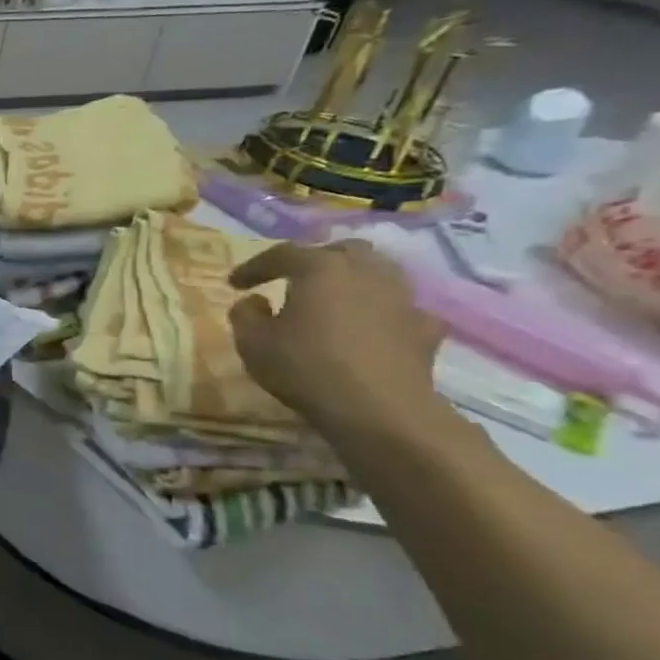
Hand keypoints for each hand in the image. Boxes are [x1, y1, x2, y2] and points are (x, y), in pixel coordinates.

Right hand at [228, 240, 445, 437]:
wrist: (379, 408)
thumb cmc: (305, 367)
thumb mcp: (251, 342)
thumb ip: (245, 314)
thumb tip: (255, 301)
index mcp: (321, 269)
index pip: (281, 254)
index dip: (253, 266)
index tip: (234, 284)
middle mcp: (366, 271)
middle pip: (340, 251)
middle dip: (314, 260)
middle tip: (292, 281)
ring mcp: (402, 297)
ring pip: (378, 272)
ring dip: (352, 280)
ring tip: (333, 299)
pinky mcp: (425, 326)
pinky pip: (399, 307)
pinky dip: (381, 310)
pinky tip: (371, 327)